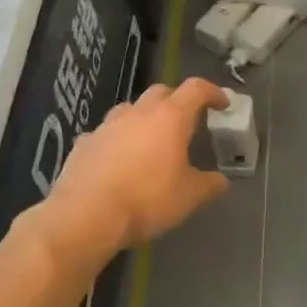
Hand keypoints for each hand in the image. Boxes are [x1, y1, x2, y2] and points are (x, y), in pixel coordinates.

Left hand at [47, 79, 231, 255]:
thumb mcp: (189, 197)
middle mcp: (138, 113)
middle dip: (177, 101)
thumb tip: (220, 181)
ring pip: (130, 109)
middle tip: (185, 122)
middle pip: (161, 91)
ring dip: (143, 117)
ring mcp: (107, 125)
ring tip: (149, 140)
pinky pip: (105, 133)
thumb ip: (210, 185)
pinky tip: (116, 160)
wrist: (86, 216)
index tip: (222, 104)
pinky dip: (116, 140)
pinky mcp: (83, 143)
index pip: (196, 89)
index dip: (212, 92)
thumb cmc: (147, 200)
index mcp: (170, 118)